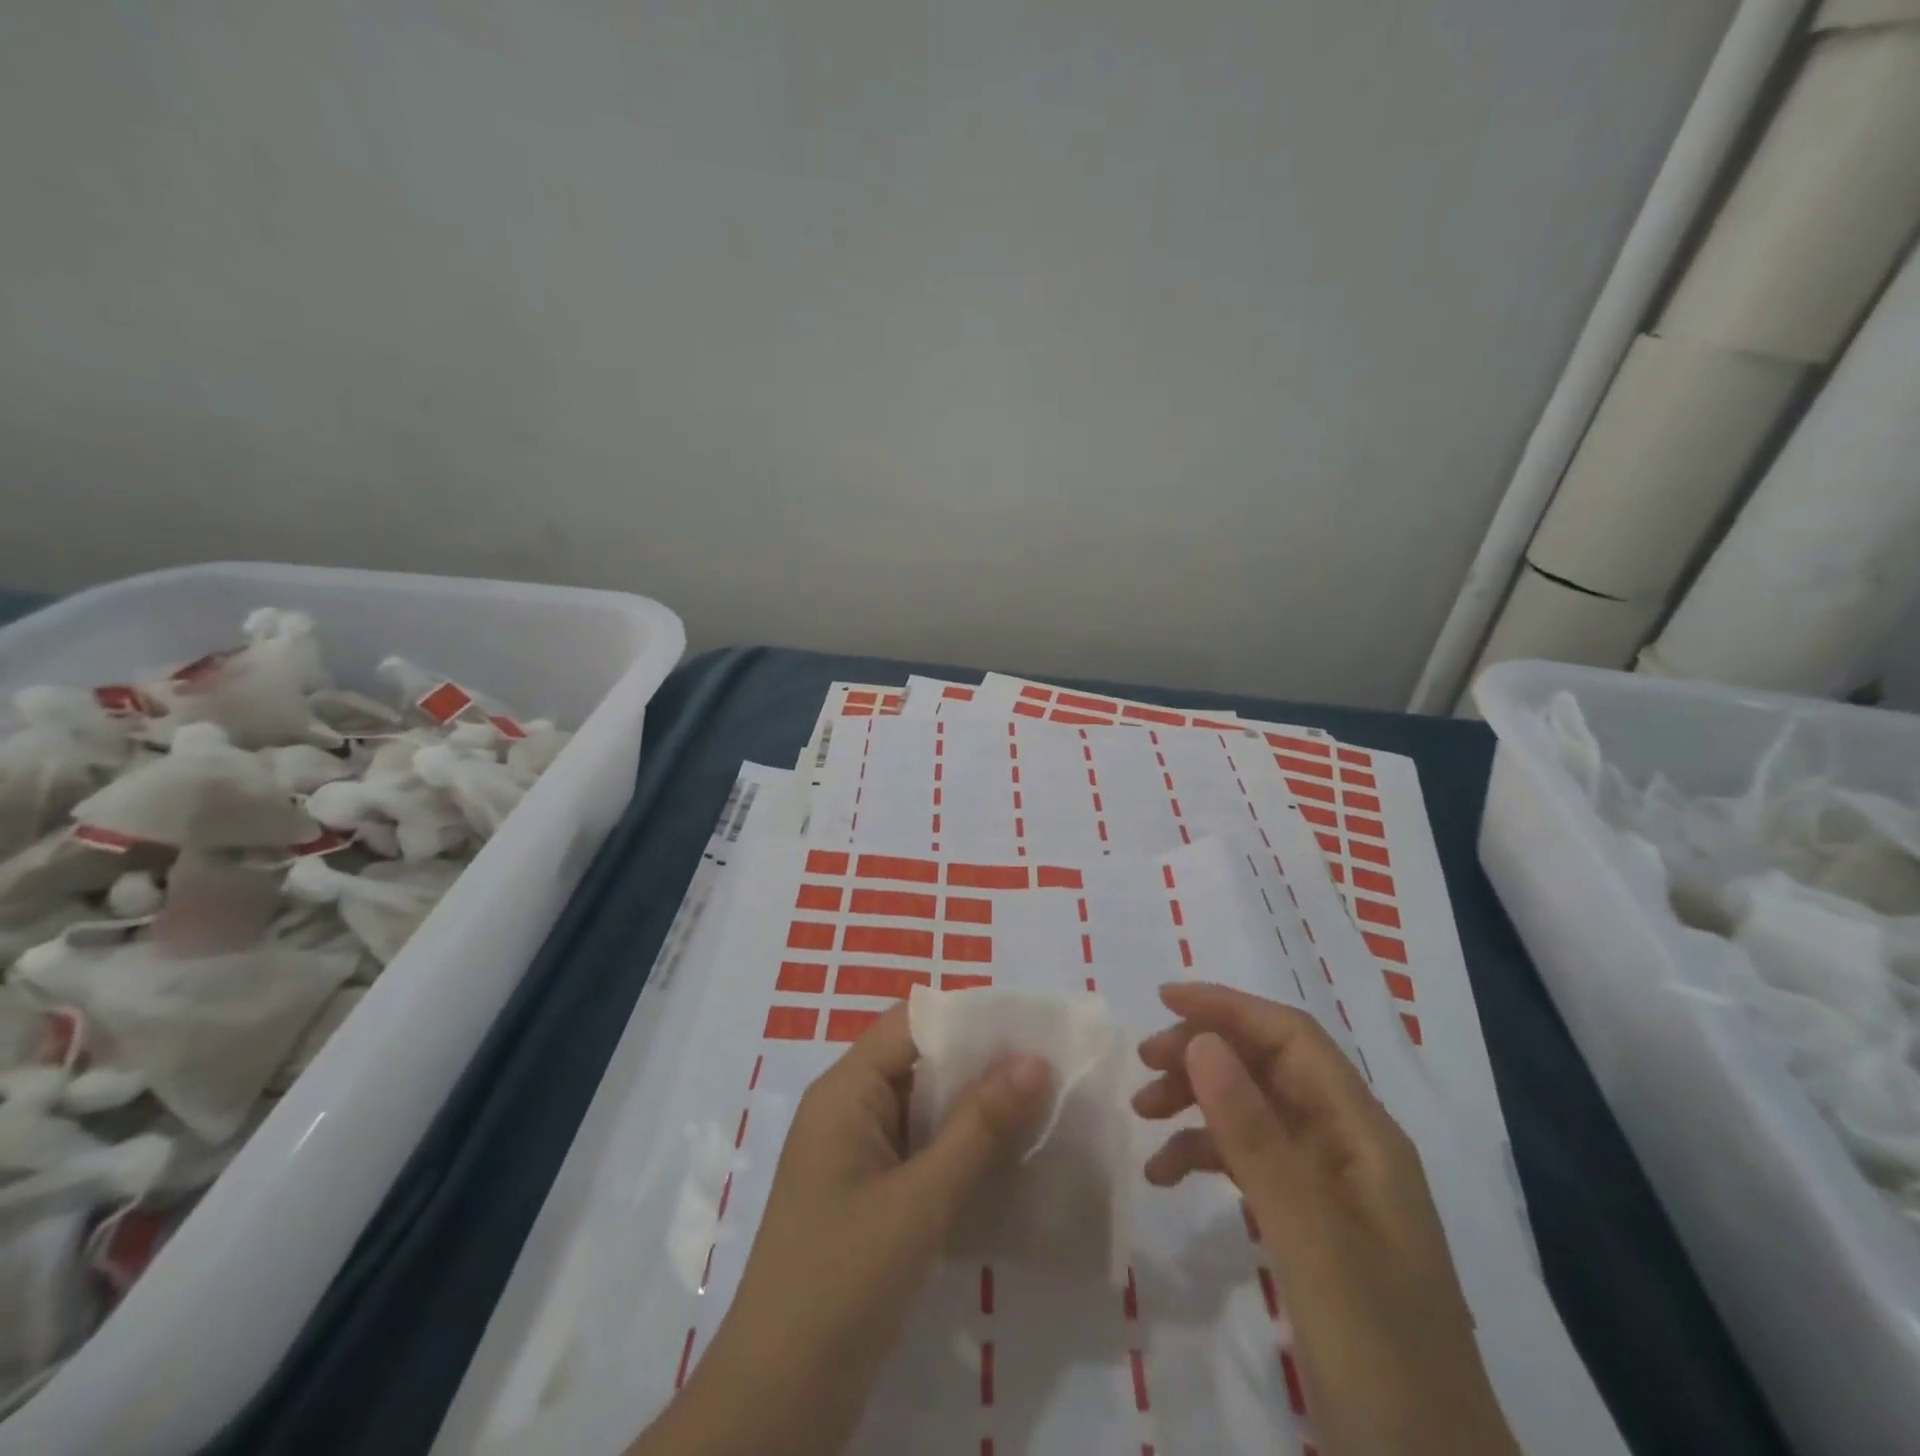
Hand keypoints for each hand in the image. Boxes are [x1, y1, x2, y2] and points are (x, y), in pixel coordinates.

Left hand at [631, 1003, 1051, 1455]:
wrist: (778, 1402)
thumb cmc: (844, 1280)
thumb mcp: (921, 1199)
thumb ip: (979, 1127)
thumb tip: (1034, 1059)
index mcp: (845, 1091)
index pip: (912, 1023)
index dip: (969, 1017)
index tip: (1031, 1028)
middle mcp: (847, 1110)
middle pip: (920, 1062)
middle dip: (981, 1065)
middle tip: (1049, 1071)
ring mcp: (855, 1156)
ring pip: (923, 1109)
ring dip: (975, 1111)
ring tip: (1042, 1110)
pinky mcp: (867, 1197)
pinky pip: (919, 1151)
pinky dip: (959, 1151)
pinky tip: (1007, 1165)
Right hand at [1134, 982, 1520, 1455]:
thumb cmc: (1380, 1355)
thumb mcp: (1311, 1239)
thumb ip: (1255, 1135)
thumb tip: (1202, 1040)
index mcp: (1364, 1135)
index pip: (1292, 1038)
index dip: (1229, 1008)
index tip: (1162, 1000)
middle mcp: (1348, 1148)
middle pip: (1268, 1067)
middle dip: (1205, 1052)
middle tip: (1143, 1065)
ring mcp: (1330, 1190)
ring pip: (1254, 1111)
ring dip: (1198, 1101)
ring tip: (1142, 1114)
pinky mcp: (1310, 1228)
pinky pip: (1250, 1163)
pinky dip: (1205, 1155)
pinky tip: (1165, 1174)